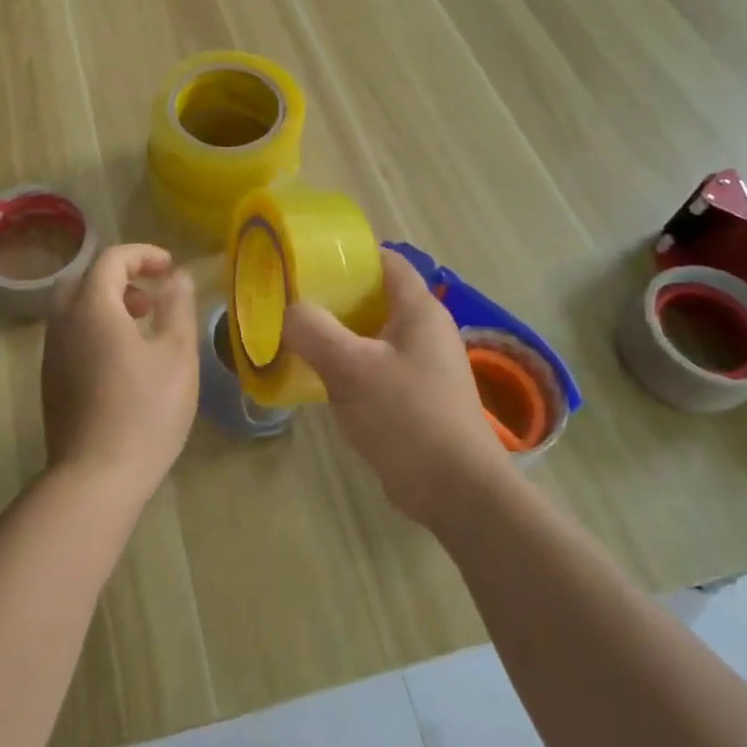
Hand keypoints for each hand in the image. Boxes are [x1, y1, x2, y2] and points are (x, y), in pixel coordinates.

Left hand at [41, 243, 197, 502]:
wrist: (96, 477)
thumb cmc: (145, 411)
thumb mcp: (176, 355)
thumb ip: (177, 307)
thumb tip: (178, 277)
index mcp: (92, 307)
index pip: (111, 260)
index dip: (143, 255)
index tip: (170, 268)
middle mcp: (63, 323)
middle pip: (85, 280)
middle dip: (120, 277)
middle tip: (150, 297)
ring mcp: (52, 354)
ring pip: (74, 309)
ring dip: (107, 304)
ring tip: (143, 327)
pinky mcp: (51, 381)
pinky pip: (71, 335)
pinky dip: (96, 329)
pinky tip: (124, 361)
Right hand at [284, 247, 506, 525]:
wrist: (456, 490)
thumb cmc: (408, 417)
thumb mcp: (352, 368)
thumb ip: (314, 332)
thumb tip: (290, 311)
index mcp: (419, 310)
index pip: (386, 261)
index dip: (349, 255)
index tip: (307, 262)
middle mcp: (424, 331)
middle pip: (375, 298)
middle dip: (333, 297)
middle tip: (291, 301)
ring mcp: (422, 366)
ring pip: (372, 335)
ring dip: (337, 335)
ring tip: (295, 337)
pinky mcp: (414, 397)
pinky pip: (375, 367)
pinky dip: (347, 365)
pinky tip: (318, 378)